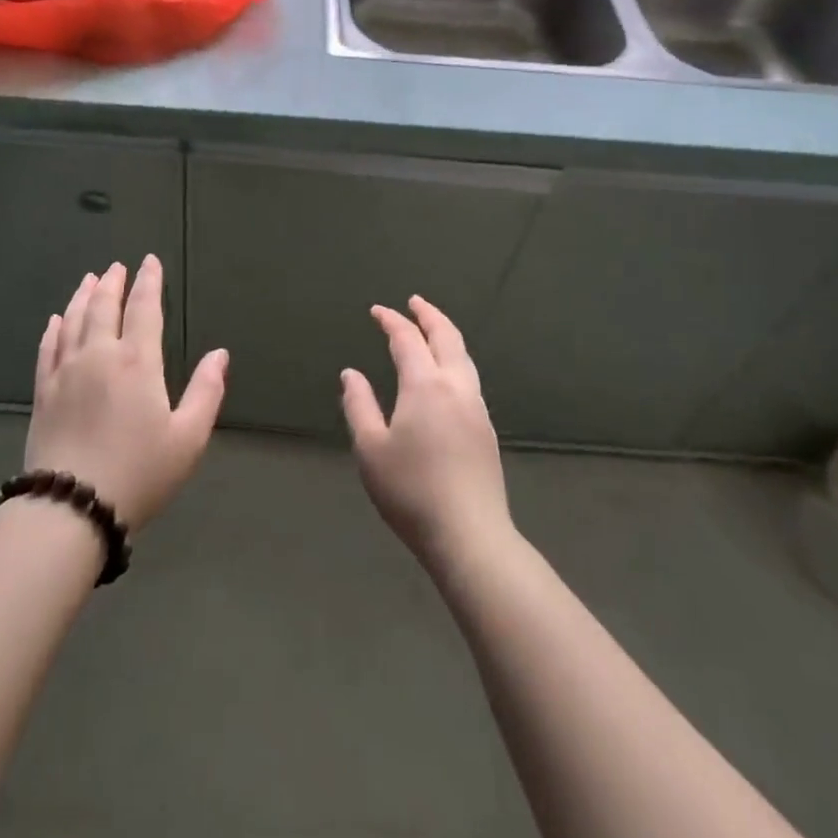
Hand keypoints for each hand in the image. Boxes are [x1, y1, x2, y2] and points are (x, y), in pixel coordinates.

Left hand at [26, 256, 227, 530]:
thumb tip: (220, 354)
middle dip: (112, 283)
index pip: (144, 309)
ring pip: (74, 321)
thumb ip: (206, 392)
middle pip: (104, 306)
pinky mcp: (43, 392)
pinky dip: (54, 328)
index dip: (148, 282)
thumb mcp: (188, 438)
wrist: (72, 508)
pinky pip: (48, 348)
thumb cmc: (139, 472)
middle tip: (117, 267)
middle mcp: (99, 355)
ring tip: (89, 280)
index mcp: (137, 362)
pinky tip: (57, 320)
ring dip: (83, 296)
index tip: (149, 262)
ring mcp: (66, 372)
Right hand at [341, 297, 512, 570]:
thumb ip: (359, 405)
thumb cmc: (411, 491)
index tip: (377, 311)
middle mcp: (456, 387)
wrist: (470, 536)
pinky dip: (455, 359)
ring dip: (446, 335)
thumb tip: (351, 373)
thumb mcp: (370, 448)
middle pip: (446, 337)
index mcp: (425, 385)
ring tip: (432, 329)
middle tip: (414, 302)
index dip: (391, 320)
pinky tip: (446, 373)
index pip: (407, 339)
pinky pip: (469, 377)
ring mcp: (476, 407)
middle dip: (429, 315)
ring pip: (464, 356)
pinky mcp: (487, 429)